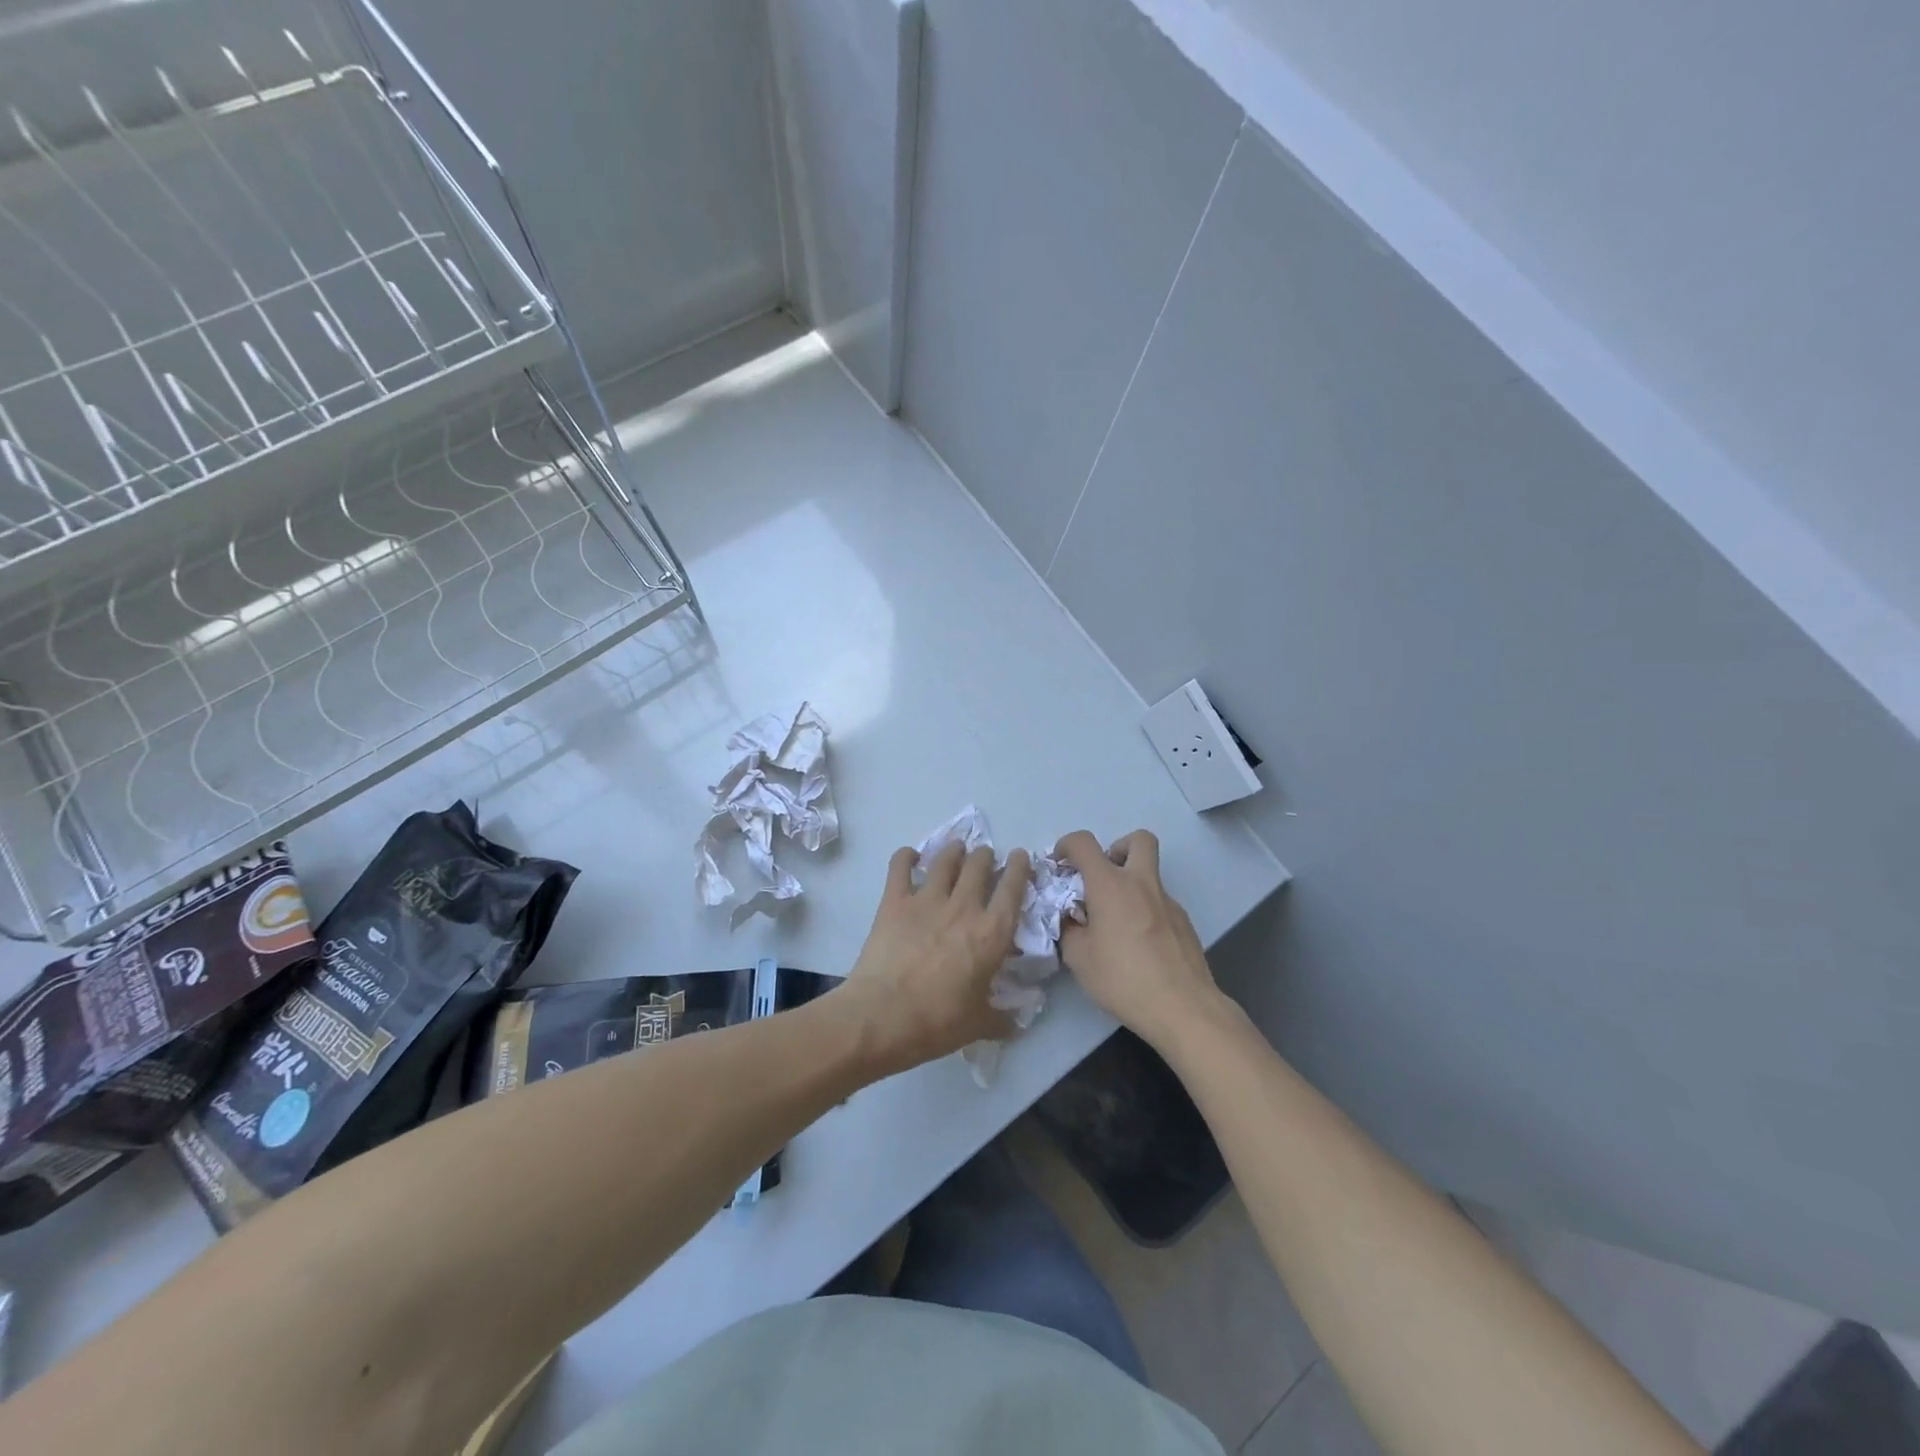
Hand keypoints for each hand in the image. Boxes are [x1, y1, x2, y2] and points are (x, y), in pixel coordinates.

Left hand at [835, 841, 1030, 1075]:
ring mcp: (927, 900)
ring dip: (954, 851)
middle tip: (985, 860)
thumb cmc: (936, 1022)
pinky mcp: (894, 901)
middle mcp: (963, 907)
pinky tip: (910, 856)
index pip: (1013, 888)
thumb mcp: (978, 1024)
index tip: (1020, 857)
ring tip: (956, 850)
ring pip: (946, 859)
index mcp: (992, 933)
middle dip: (985, 857)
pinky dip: (906, 856)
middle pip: (980, 864)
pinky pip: (901, 865)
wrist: (881, 1017)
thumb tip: (1017, 1020)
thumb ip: (1001, 1017)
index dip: (1020, 867)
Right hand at [1055, 829, 1219, 1048]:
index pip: (1084, 842)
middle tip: (1103, 876)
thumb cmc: (1123, 979)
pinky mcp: (1185, 922)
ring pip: (1150, 874)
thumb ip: (1069, 929)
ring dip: (1131, 883)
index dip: (1067, 845)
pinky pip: (1160, 902)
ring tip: (1116, 920)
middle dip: (1117, 847)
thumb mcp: (1078, 958)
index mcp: (1111, 885)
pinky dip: (1145, 910)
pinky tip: (1139, 944)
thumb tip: (1072, 919)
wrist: (1183, 1007)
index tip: (1060, 865)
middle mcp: (1142, 883)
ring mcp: (1169, 901)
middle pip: (1138, 839)